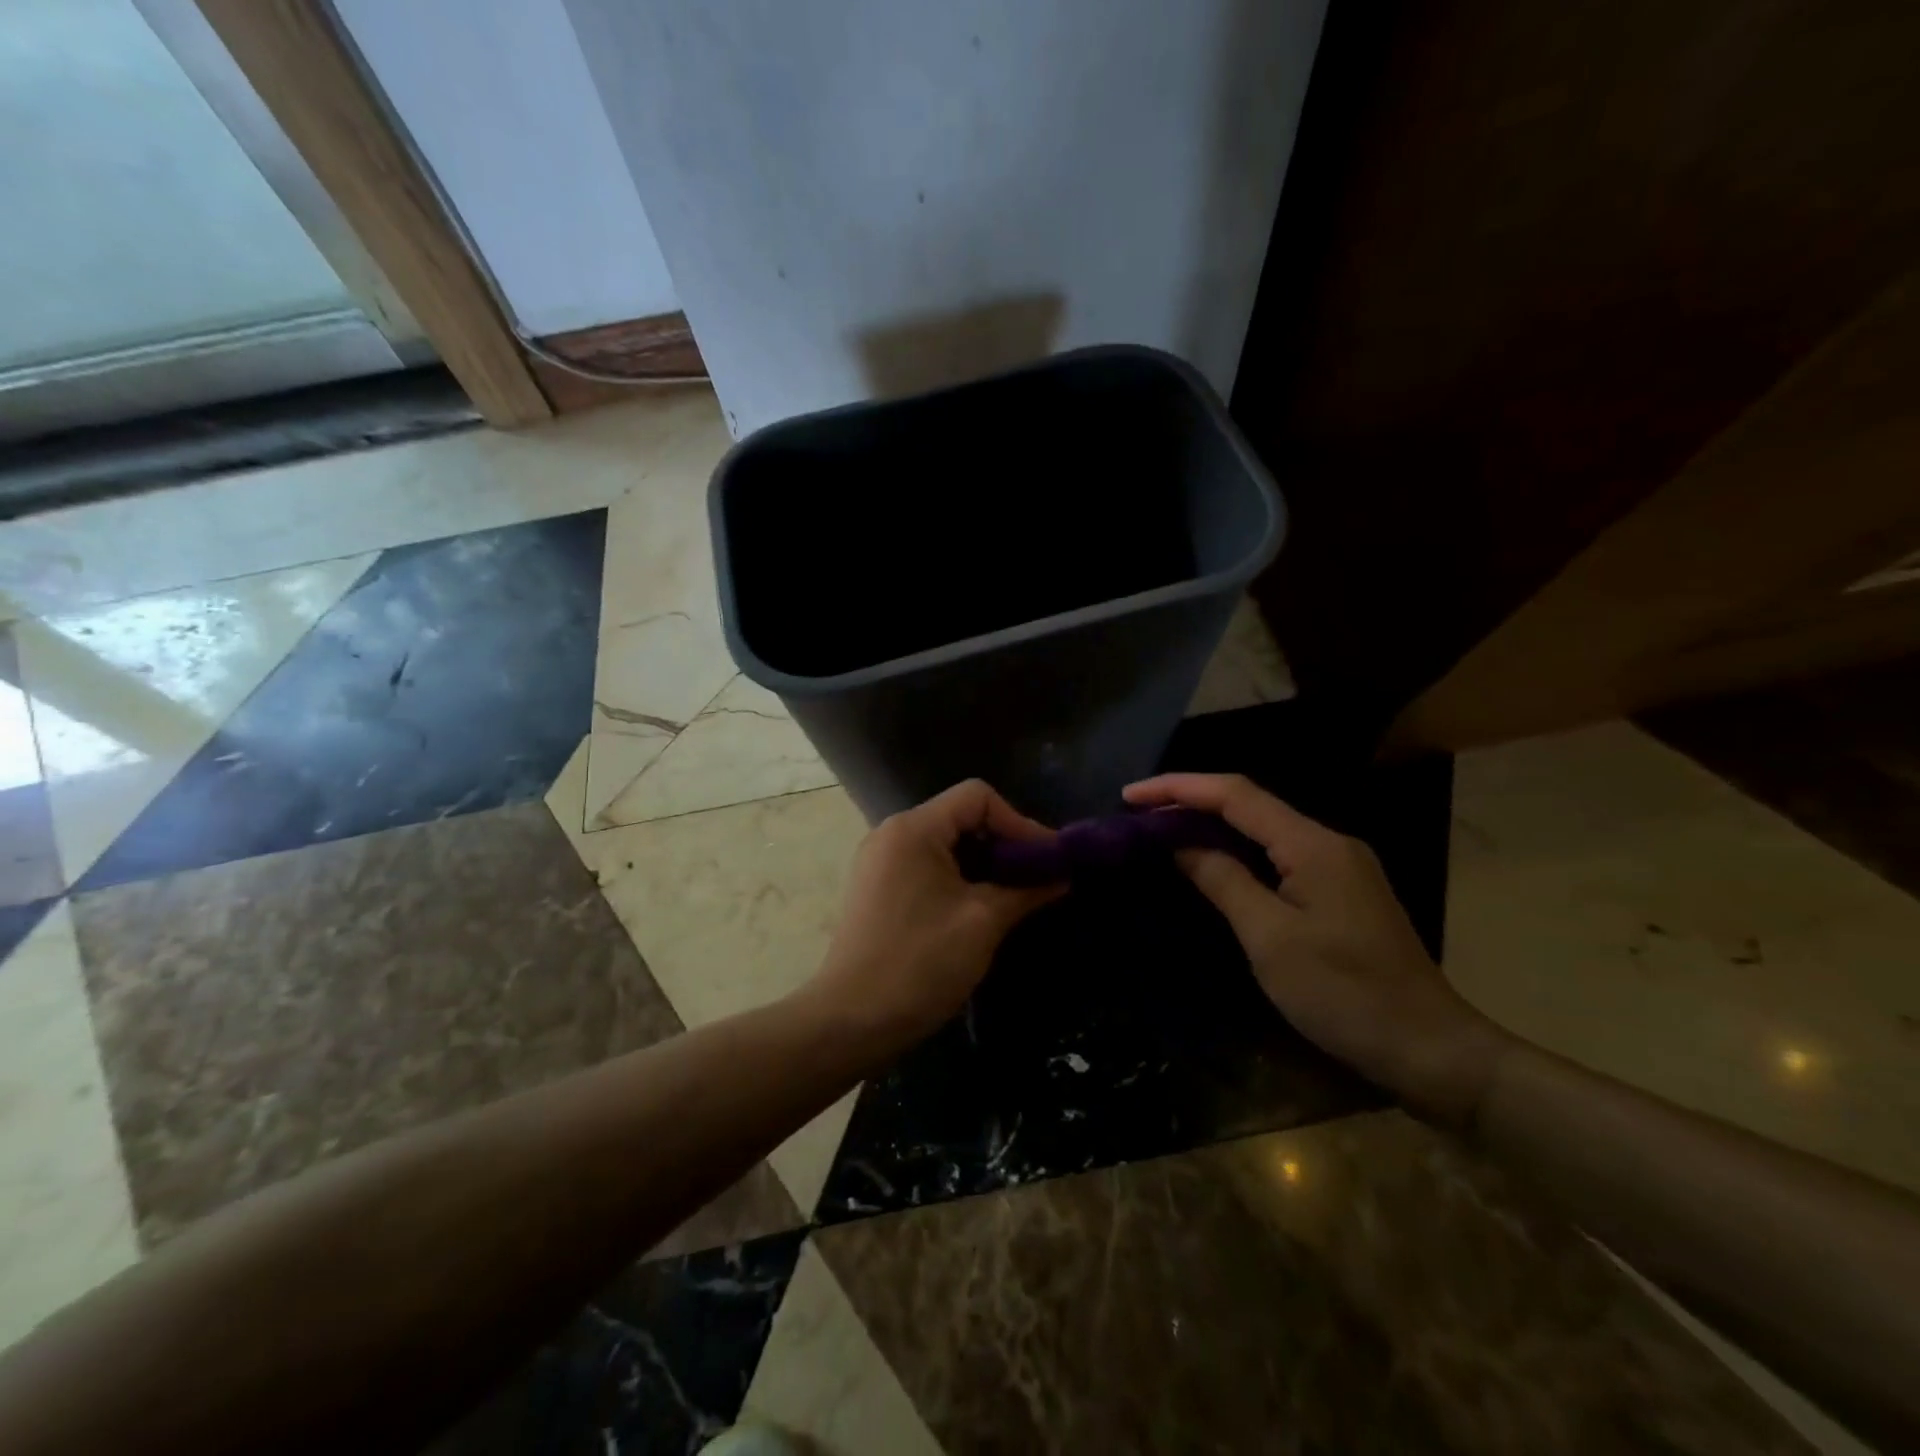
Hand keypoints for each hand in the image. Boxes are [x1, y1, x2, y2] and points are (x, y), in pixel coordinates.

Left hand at [808, 780, 1062, 1052]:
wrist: (850, 1021)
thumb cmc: (920, 964)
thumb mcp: (982, 923)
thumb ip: (1026, 889)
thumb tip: (1062, 874)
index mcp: (913, 829)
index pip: (977, 796)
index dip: (1019, 821)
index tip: (1046, 859)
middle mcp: (891, 833)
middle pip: (960, 816)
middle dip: (1004, 843)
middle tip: (1037, 876)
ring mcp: (879, 861)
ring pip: (945, 843)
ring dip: (983, 863)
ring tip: (1014, 894)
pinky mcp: (876, 888)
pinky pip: (926, 865)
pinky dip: (958, 877)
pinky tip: (978, 907)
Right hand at [1125, 773, 1513, 1127]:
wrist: (1430, 1049)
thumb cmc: (1345, 994)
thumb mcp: (1270, 939)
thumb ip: (1223, 881)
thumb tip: (1181, 844)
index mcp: (1313, 845)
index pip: (1235, 794)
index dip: (1179, 788)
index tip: (1130, 795)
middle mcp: (1328, 843)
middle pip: (1249, 805)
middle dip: (1191, 803)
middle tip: (1138, 816)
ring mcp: (1339, 867)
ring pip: (1264, 830)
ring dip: (1212, 826)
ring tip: (1162, 833)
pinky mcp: (1341, 892)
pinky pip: (1278, 855)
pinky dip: (1238, 852)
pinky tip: (1212, 863)